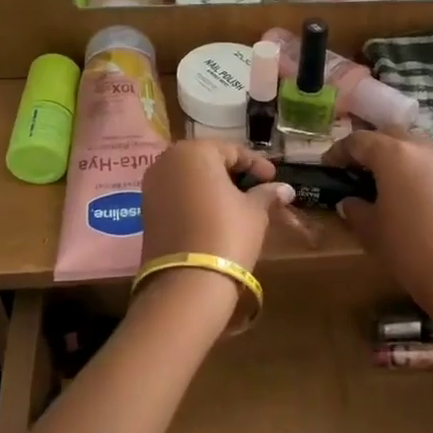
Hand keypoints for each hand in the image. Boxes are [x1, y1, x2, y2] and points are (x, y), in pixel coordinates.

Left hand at [140, 140, 295, 272]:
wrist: (187, 282)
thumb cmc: (227, 234)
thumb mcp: (254, 212)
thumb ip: (267, 194)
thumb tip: (285, 189)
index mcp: (194, 152)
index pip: (232, 150)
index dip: (257, 165)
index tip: (274, 179)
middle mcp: (166, 161)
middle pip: (207, 161)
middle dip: (233, 174)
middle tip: (257, 190)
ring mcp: (152, 186)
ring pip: (190, 179)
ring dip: (213, 188)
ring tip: (238, 205)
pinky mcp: (146, 211)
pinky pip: (177, 196)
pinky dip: (196, 201)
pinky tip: (215, 216)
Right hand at [324, 132, 432, 328]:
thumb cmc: (408, 249)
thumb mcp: (370, 230)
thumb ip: (355, 209)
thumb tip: (349, 201)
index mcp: (393, 154)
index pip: (358, 140)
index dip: (338, 151)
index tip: (326, 166)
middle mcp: (421, 148)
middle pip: (389, 134)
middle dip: (368, 146)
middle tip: (353, 168)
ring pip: (413, 144)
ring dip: (393, 154)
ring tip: (379, 180)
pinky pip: (429, 162)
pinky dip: (412, 168)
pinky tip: (404, 193)